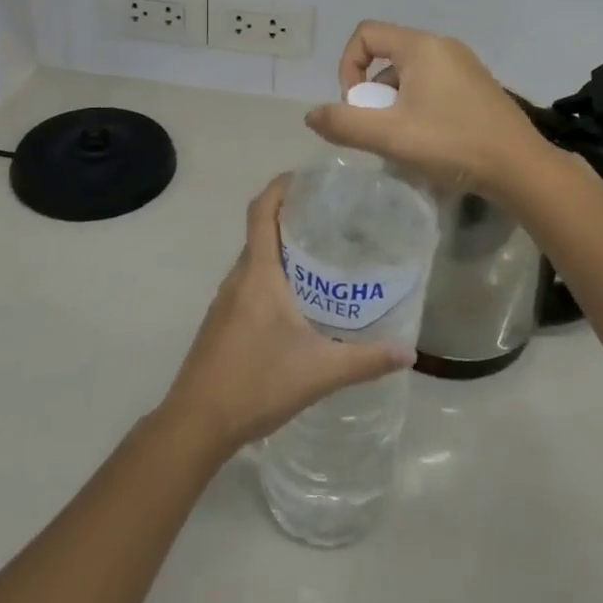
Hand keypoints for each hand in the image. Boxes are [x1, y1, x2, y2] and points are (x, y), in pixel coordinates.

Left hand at [159, 174, 411, 456]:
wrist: (195, 425)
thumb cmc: (255, 384)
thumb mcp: (319, 372)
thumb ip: (365, 360)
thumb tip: (408, 351)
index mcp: (257, 274)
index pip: (261, 211)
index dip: (280, 186)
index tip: (307, 176)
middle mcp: (238, 278)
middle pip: (261, 231)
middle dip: (292, 216)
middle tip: (333, 217)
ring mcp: (225, 301)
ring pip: (255, 259)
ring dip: (282, 248)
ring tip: (322, 254)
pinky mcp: (222, 322)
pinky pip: (249, 282)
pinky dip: (272, 275)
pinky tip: (298, 301)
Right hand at [303, 21, 552, 200]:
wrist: (520, 167)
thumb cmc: (452, 143)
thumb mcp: (390, 136)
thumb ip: (345, 123)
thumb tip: (311, 115)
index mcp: (421, 46)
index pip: (366, 34)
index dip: (348, 66)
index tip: (356, 104)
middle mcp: (443, 46)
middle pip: (387, 55)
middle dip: (373, 91)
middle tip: (380, 128)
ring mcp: (463, 65)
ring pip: (409, 73)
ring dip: (394, 102)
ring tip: (403, 139)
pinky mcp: (476, 85)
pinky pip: (432, 84)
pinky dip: (417, 105)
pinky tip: (428, 140)